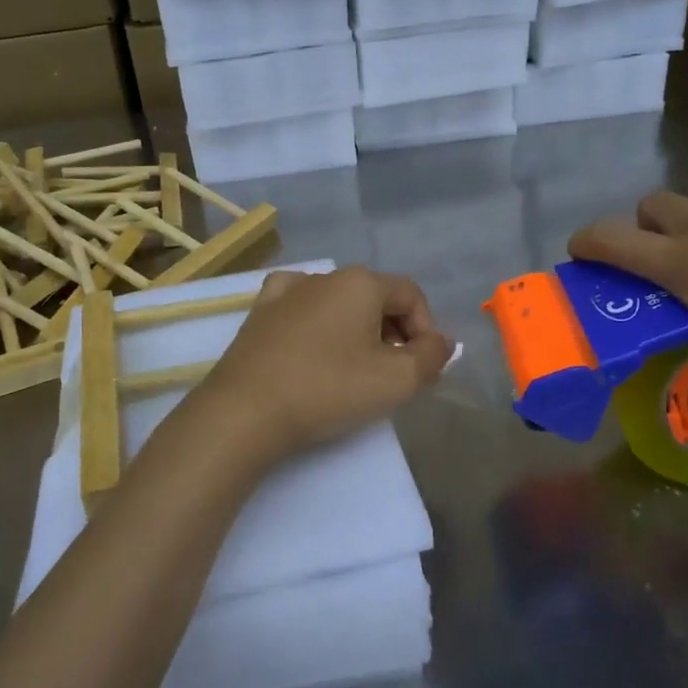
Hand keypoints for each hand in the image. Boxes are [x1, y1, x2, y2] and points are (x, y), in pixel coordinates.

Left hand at [185, 267, 453, 465]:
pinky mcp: (259, 313)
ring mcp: (287, 291)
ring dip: (356, 330)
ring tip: (353, 368)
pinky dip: (316, 324)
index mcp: (361, 283)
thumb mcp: (397, 380)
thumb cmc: (329, 389)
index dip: (426, 329)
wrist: (246, 411)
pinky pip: (301, 308)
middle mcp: (325, 276)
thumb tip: (441, 341)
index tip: (422, 368)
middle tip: (392, 373)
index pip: (411, 295)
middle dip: (393, 332)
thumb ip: (432, 356)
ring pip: (338, 303)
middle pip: (375, 298)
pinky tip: (313, 344)